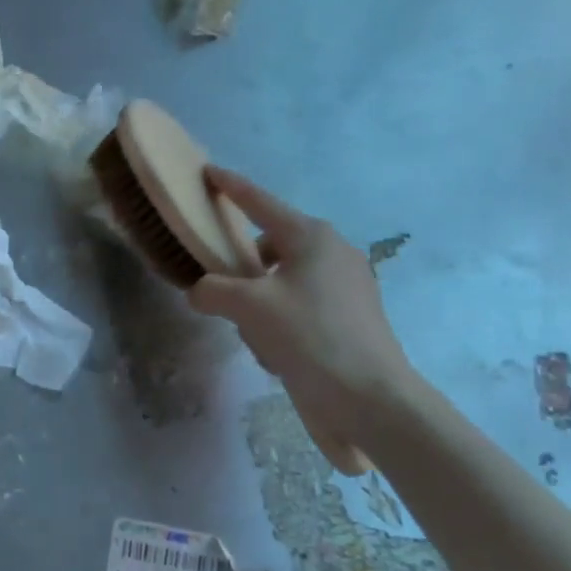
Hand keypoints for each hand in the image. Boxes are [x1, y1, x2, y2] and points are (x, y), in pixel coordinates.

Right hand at [190, 167, 418, 452]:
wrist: (369, 397)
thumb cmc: (309, 337)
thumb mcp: (248, 308)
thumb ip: (214, 290)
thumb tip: (201, 291)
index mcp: (311, 237)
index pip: (260, 202)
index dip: (232, 187)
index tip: (209, 173)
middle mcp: (333, 253)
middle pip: (271, 246)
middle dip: (244, 269)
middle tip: (223, 293)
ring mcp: (347, 286)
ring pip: (283, 282)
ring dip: (261, 304)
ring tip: (255, 336)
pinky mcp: (351, 317)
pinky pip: (301, 306)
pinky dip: (282, 322)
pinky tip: (278, 353)